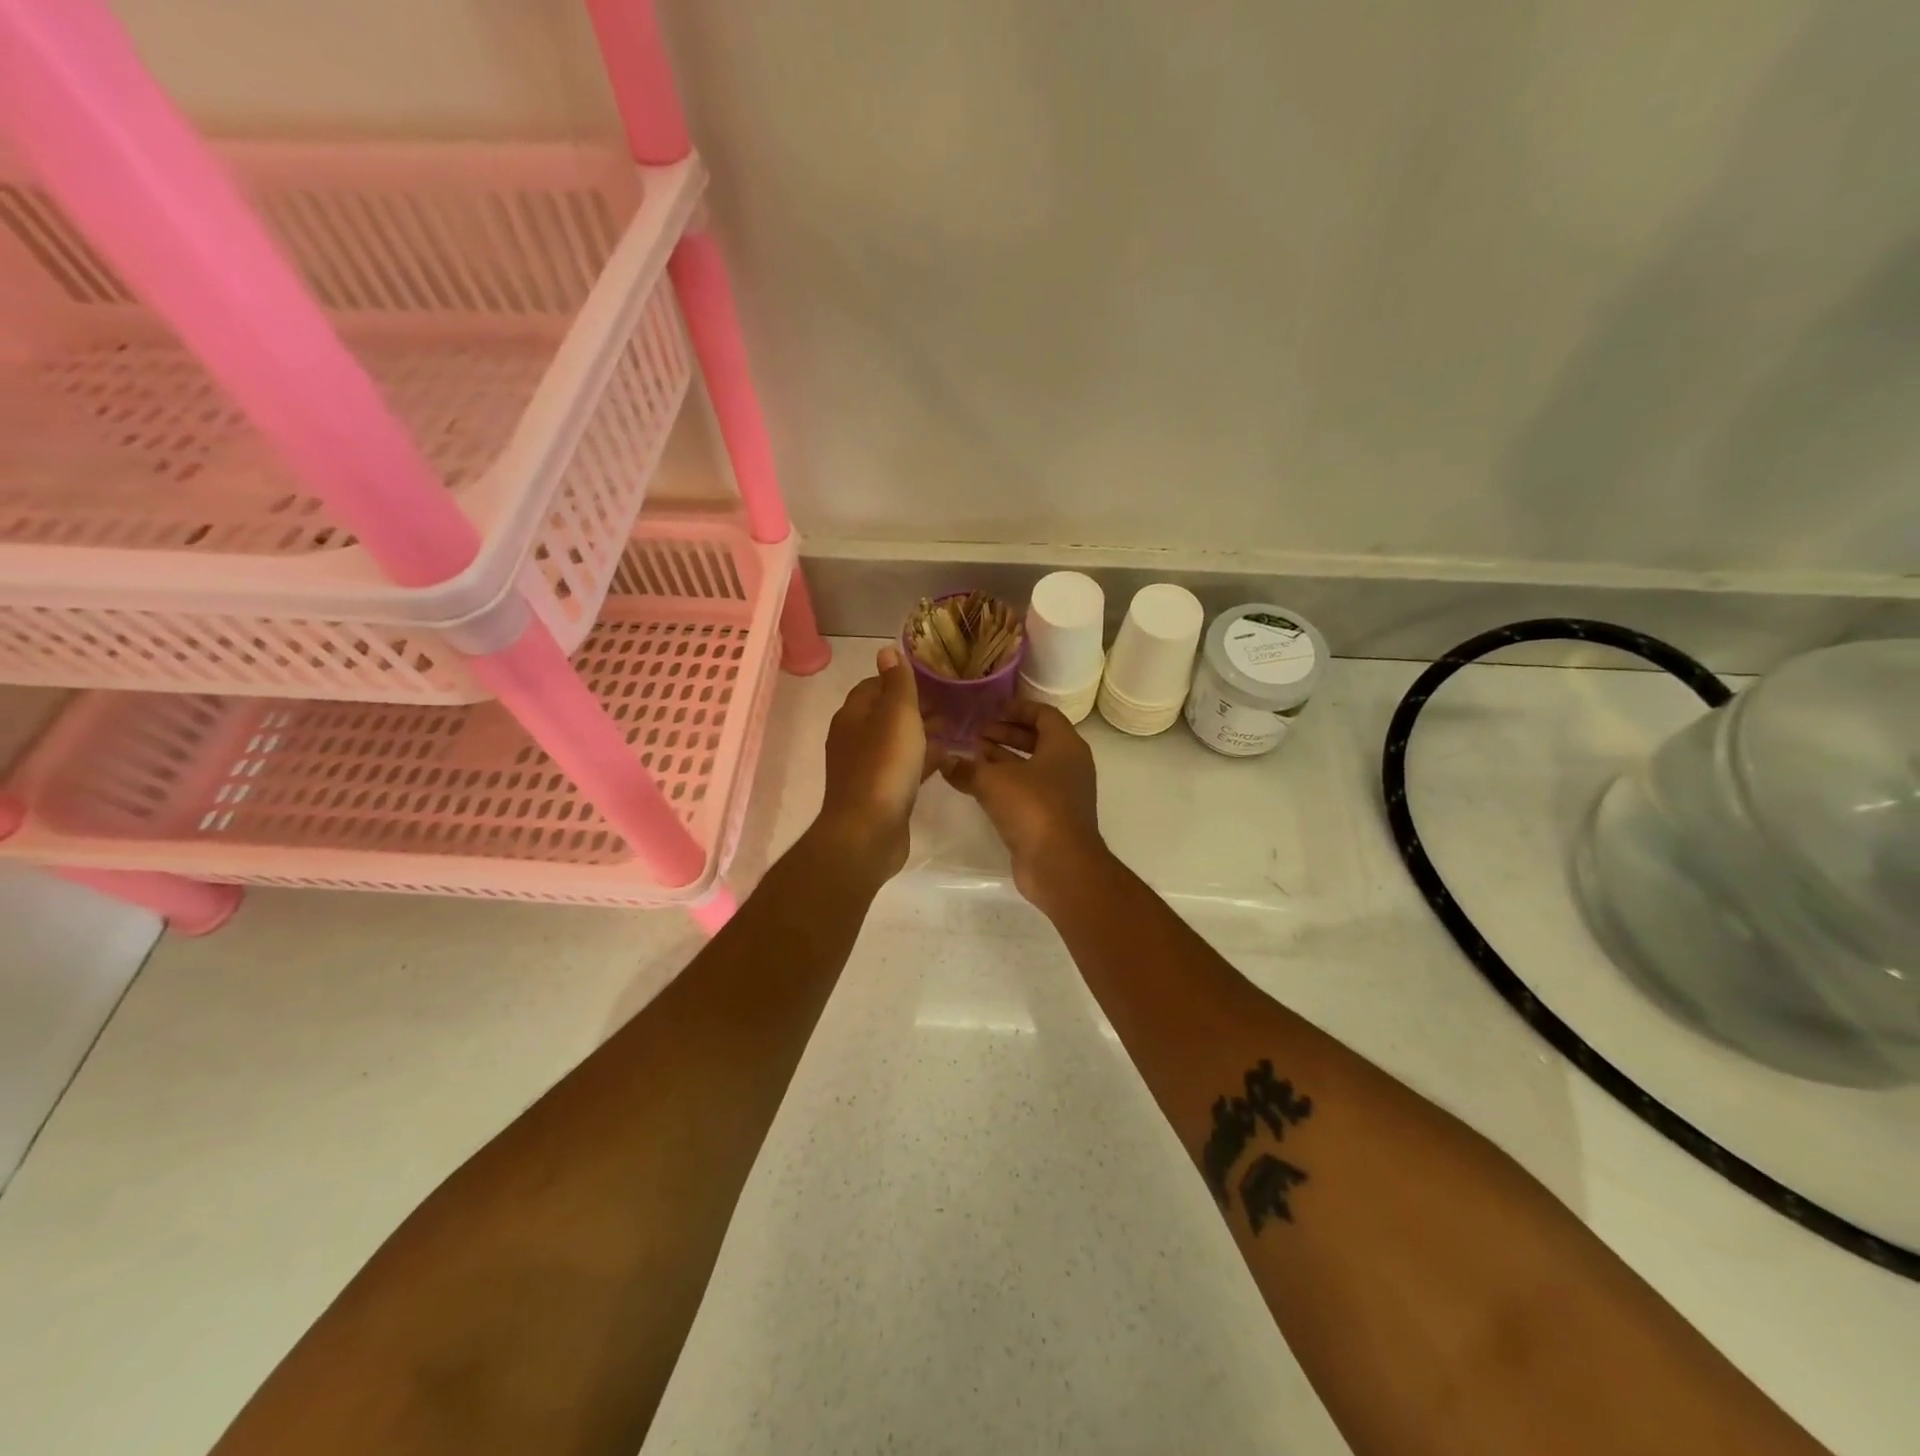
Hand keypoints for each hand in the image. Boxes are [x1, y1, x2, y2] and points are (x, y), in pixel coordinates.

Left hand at [815, 645, 932, 879]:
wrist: (868, 832)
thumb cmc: (884, 767)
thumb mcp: (896, 716)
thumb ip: (897, 683)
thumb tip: (886, 650)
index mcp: (852, 716)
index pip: (874, 686)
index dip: (900, 680)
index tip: (932, 679)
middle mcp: (853, 739)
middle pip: (885, 714)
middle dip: (915, 707)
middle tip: (950, 703)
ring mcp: (865, 769)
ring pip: (896, 742)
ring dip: (921, 733)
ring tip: (954, 728)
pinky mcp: (879, 794)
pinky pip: (902, 768)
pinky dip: (921, 760)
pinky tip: (945, 760)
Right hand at [940, 700, 1108, 912]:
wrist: (1060, 864)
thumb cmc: (1033, 808)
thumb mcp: (993, 782)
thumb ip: (966, 768)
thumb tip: (943, 760)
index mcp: (1065, 745)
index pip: (1044, 714)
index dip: (1017, 708)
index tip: (991, 710)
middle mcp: (1069, 765)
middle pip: (1037, 740)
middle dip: (1006, 734)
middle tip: (976, 733)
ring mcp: (1063, 794)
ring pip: (1031, 767)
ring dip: (1003, 759)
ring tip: (972, 755)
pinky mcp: (1052, 818)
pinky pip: (1028, 791)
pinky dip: (1006, 784)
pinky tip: (978, 786)